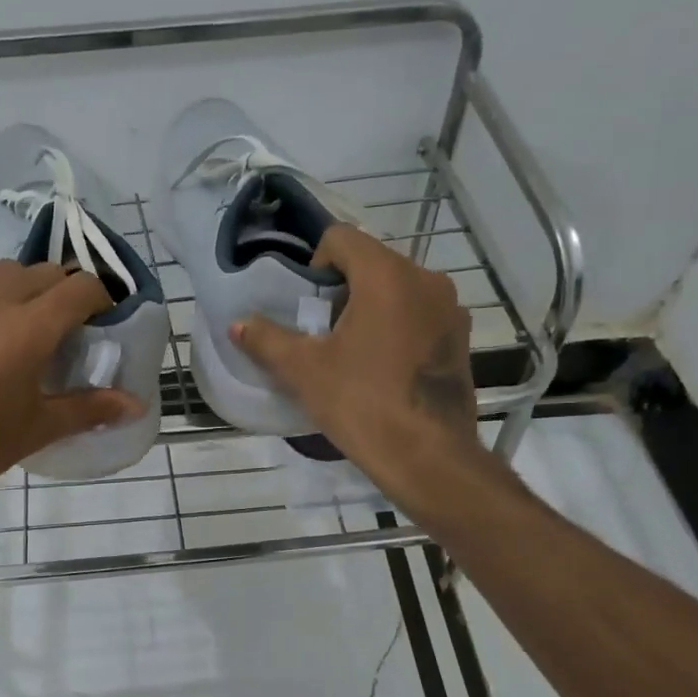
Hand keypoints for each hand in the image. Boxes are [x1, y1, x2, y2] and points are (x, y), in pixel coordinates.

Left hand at [0, 261, 142, 516]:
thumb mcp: (38, 428)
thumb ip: (91, 408)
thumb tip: (137, 405)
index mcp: (27, 328)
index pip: (79, 287)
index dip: (100, 296)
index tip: (103, 319)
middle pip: (41, 271)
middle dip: (62, 290)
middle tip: (66, 327)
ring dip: (21, 289)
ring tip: (20, 328)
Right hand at [231, 226, 486, 503]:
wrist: (427, 458)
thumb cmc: (361, 404)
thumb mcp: (303, 370)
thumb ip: (267, 340)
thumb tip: (237, 324)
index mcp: (387, 275)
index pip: (341, 238)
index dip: (315, 266)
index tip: (308, 308)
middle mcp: (426, 280)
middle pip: (370, 263)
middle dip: (341, 292)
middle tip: (324, 336)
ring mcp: (450, 310)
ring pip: (397, 290)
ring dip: (369, 309)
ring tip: (352, 354)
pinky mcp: (460, 338)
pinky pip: (419, 315)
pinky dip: (396, 328)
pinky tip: (383, 369)